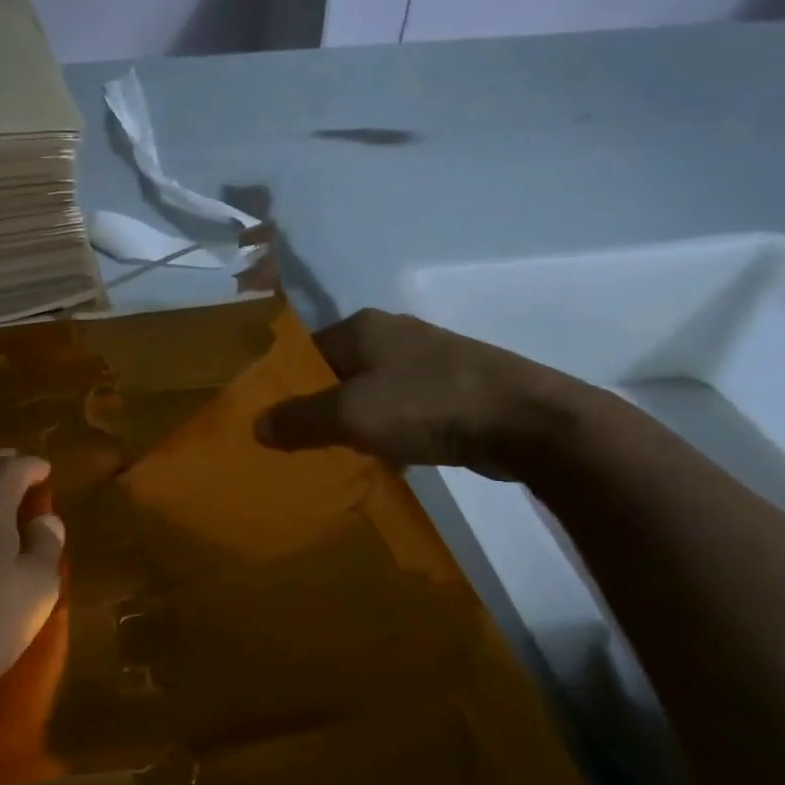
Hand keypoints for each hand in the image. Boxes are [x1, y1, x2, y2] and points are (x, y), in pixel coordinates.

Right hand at [254, 309, 585, 477]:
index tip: (270, 421)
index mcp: (361, 327)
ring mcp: (428, 359)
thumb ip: (298, 420)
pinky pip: (404, 407)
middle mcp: (392, 335)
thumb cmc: (427, 405)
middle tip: (297, 444)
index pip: (304, 352)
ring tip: (337, 456)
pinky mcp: (455, 387)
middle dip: (318, 406)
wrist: (528, 421)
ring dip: (355, 421)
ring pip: (371, 391)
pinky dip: (390, 429)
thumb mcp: (350, 415)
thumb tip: (255, 425)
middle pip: (337, 372)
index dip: (284, 386)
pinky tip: (388, 458)